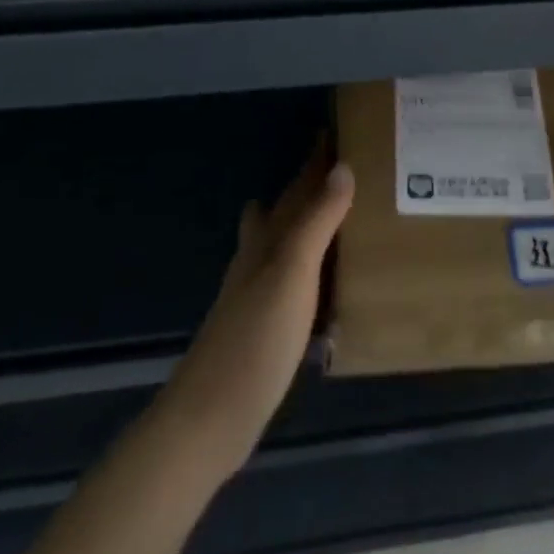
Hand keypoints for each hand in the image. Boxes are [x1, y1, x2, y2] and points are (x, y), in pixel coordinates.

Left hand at [156, 147, 354, 474]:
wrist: (209, 420)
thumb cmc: (255, 340)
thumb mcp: (292, 274)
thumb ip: (316, 222)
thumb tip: (342, 166)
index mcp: (267, 242)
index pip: (295, 189)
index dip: (313, 162)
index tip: (334, 132)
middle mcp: (258, 260)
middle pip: (283, 211)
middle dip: (308, 187)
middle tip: (345, 168)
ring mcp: (257, 295)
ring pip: (284, 243)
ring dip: (306, 224)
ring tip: (340, 213)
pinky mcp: (263, 327)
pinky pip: (291, 278)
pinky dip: (308, 265)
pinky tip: (324, 280)